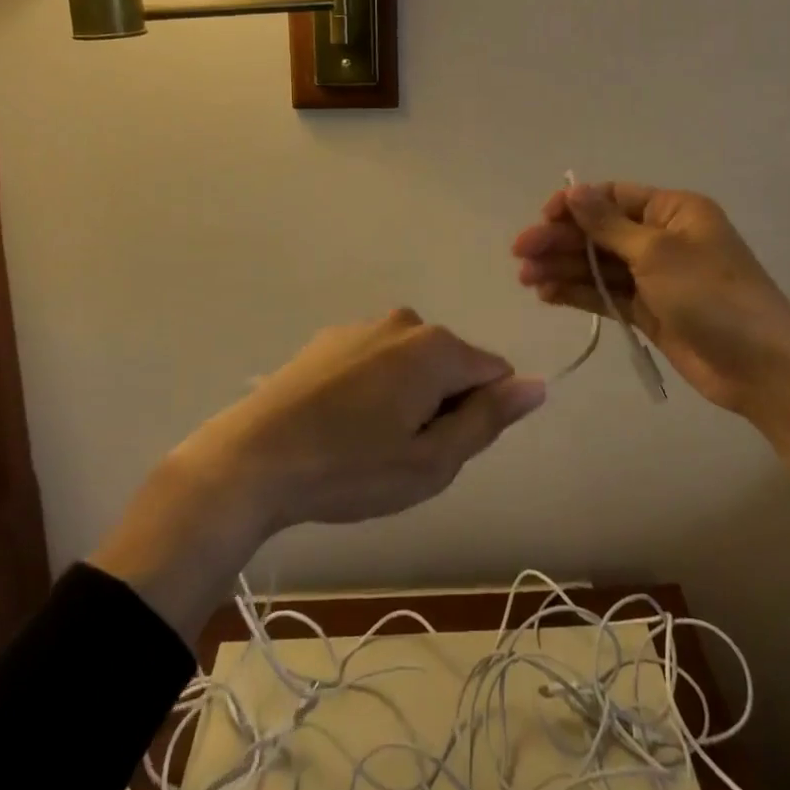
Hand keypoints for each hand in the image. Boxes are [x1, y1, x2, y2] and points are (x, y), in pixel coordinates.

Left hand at [91, 310, 544, 643]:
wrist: (252, 459)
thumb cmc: (350, 468)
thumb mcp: (430, 462)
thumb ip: (488, 419)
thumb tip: (537, 385)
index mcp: (436, 347)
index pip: (494, 374)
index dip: (478, 418)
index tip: (439, 450)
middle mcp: (405, 321)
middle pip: (452, 367)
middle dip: (441, 407)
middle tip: (401, 456)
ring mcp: (364, 326)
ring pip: (413, 366)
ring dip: (406, 401)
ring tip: (366, 446)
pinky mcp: (330, 339)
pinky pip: (377, 362)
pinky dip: (373, 391)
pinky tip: (338, 426)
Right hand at [511, 181, 789, 522]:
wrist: (763, 369)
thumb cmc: (713, 297)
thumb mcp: (658, 253)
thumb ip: (608, 224)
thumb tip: (573, 189)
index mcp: (674, 211)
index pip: (614, 197)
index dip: (575, 205)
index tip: (541, 219)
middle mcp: (664, 238)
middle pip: (602, 232)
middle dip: (561, 241)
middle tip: (520, 255)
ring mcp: (657, 277)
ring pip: (601, 265)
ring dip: (564, 268)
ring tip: (526, 280)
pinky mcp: (651, 311)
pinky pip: (608, 294)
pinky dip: (580, 293)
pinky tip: (548, 295)